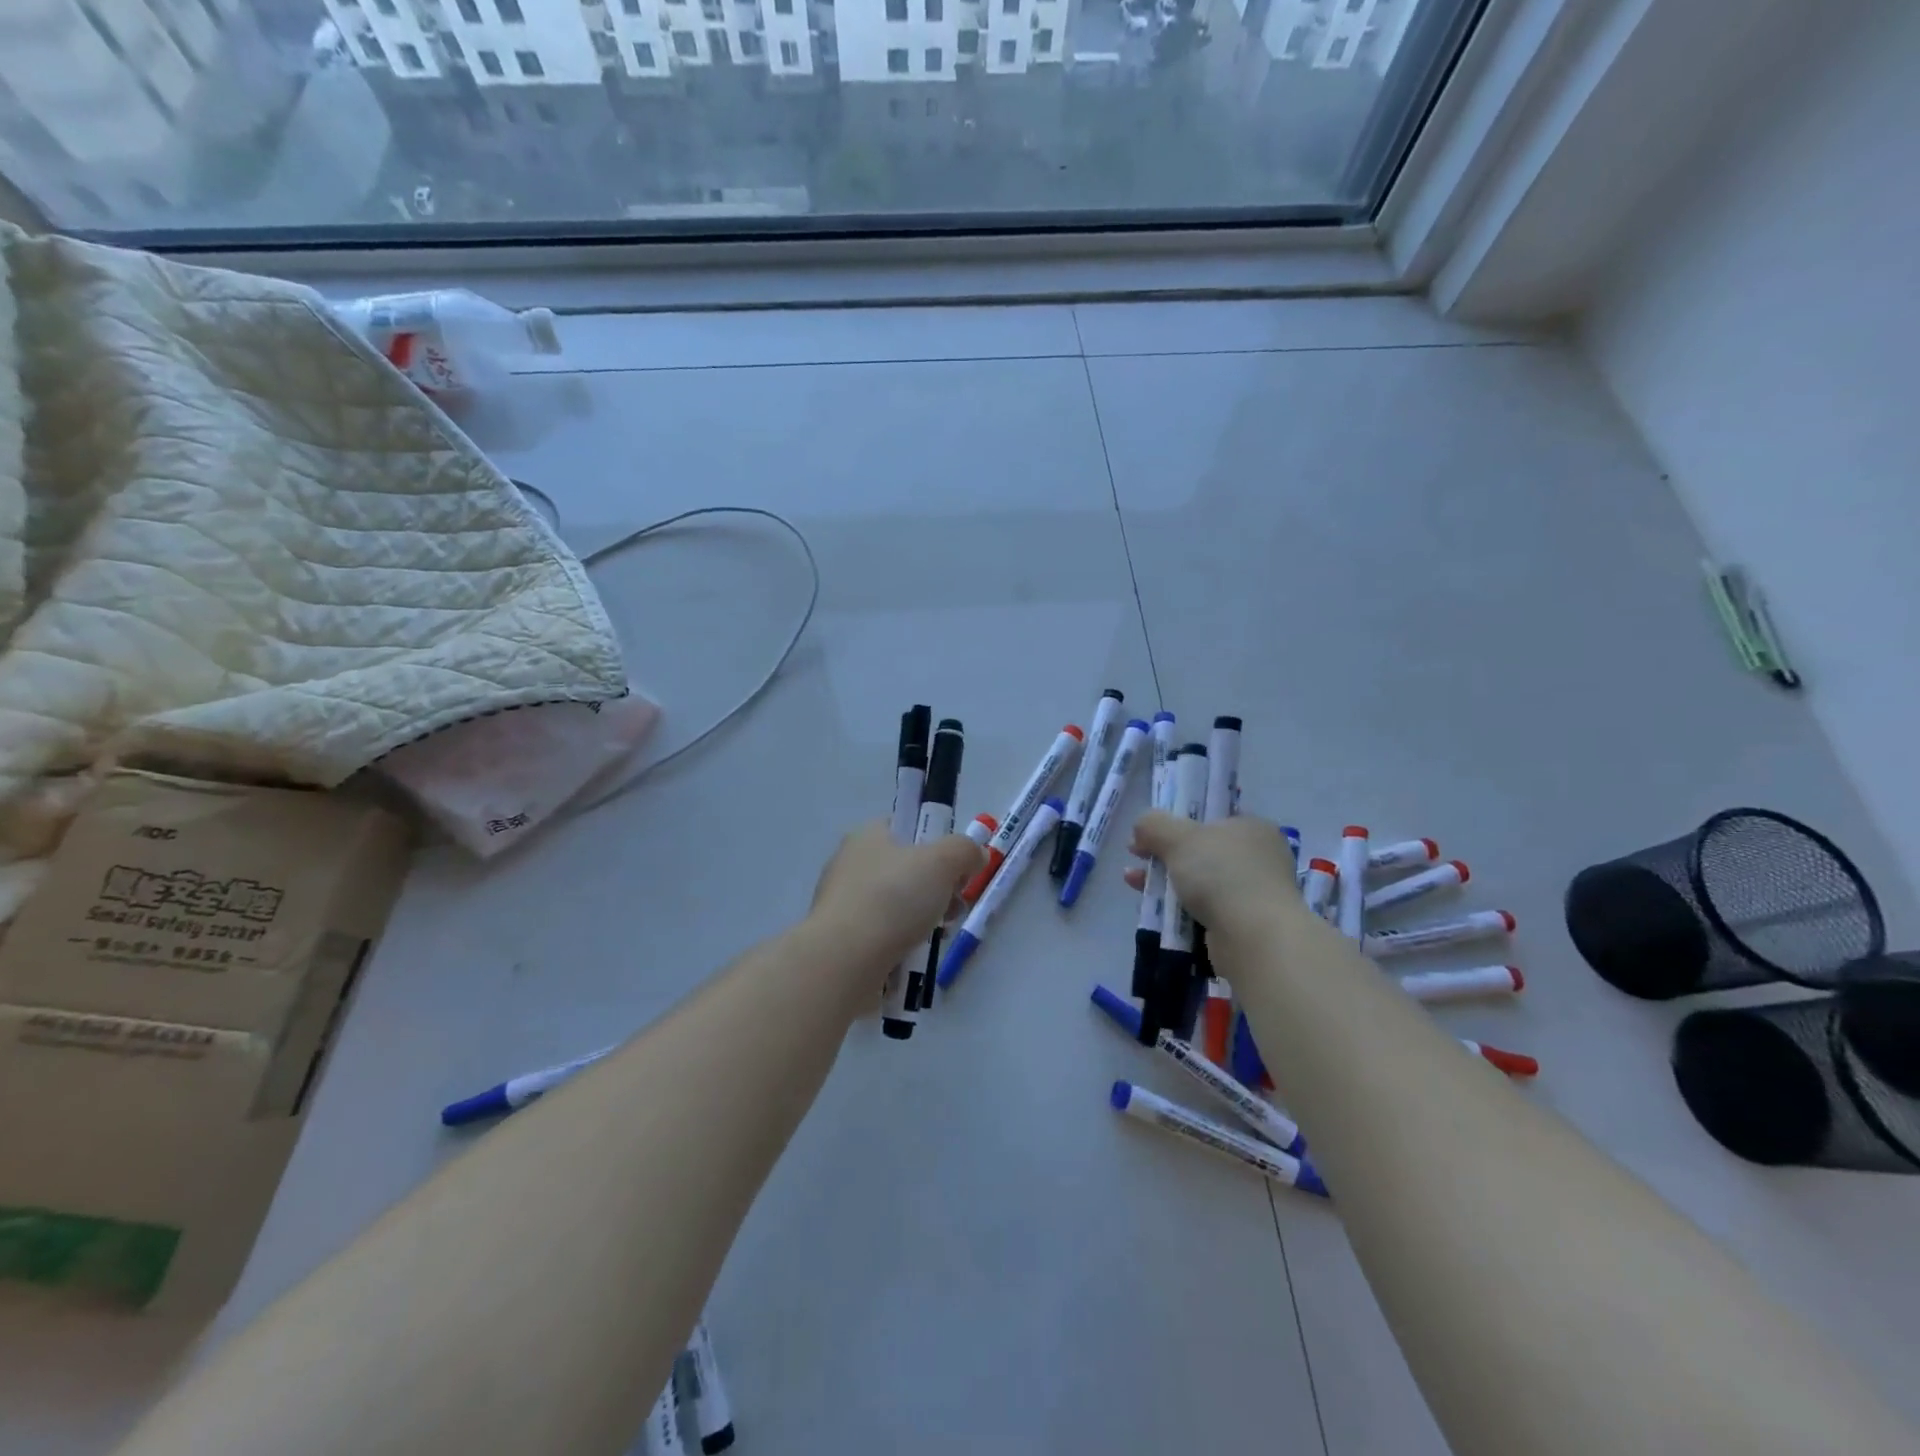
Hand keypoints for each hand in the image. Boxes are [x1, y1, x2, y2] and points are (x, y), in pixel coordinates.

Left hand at [809, 821, 986, 969]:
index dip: (936, 843)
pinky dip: (903, 943)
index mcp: (868, 836)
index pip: (907, 827)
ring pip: (898, 904)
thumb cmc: (893, 899)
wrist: (843, 961)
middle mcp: (851, 864)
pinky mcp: (843, 939)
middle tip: (953, 907)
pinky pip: (883, 934)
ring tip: (937, 936)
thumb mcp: (942, 861)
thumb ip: (965, 850)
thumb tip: (974, 855)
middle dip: (938, 888)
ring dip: (925, 918)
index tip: (956, 869)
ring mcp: (844, 903)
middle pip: (907, 869)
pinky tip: (913, 956)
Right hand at [1121, 811, 1299, 933]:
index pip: (1211, 818)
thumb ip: (1154, 824)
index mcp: (1253, 828)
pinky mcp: (1244, 924)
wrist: (1254, 938)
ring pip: (1199, 881)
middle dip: (1164, 853)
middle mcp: (1259, 858)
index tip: (1148, 833)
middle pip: (1200, 850)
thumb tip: (1141, 827)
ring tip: (1133, 881)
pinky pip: (1204, 909)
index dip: (1175, 821)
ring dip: (1165, 880)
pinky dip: (1178, 907)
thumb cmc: (1221, 874)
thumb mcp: (1178, 837)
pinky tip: (1153, 907)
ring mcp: (1254, 893)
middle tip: (1136, 856)